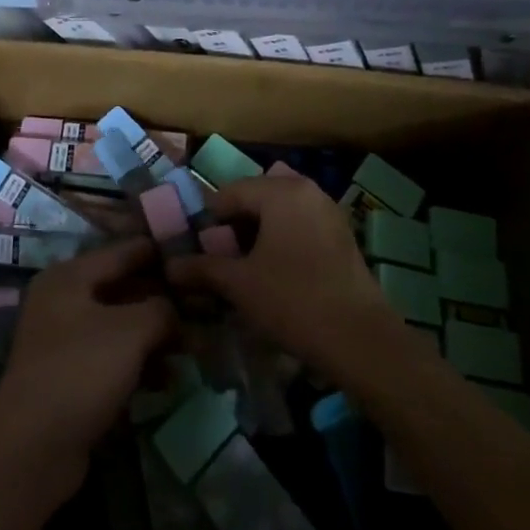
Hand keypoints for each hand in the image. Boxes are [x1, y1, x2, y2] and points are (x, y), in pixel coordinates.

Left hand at [0, 239, 176, 483]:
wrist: (33, 447)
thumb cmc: (81, 370)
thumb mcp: (130, 330)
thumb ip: (161, 309)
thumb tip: (176, 310)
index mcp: (69, 276)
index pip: (123, 251)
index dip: (159, 252)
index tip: (195, 254)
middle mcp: (63, 301)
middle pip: (123, 289)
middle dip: (163, 299)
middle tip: (204, 305)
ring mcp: (65, 342)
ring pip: (121, 327)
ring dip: (156, 336)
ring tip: (195, 346)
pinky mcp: (72, 379)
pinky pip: (114, 359)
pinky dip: (141, 365)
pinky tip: (170, 380)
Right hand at [168, 168, 401, 382]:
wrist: (360, 339)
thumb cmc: (293, 300)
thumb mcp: (239, 284)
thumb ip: (202, 268)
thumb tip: (169, 266)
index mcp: (280, 190)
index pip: (229, 193)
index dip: (208, 221)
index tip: (197, 251)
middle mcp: (307, 190)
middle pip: (256, 198)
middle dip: (234, 226)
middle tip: (220, 259)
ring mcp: (328, 211)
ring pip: (279, 212)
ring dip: (258, 233)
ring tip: (245, 268)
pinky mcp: (342, 235)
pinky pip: (300, 225)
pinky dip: (281, 240)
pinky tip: (274, 273)